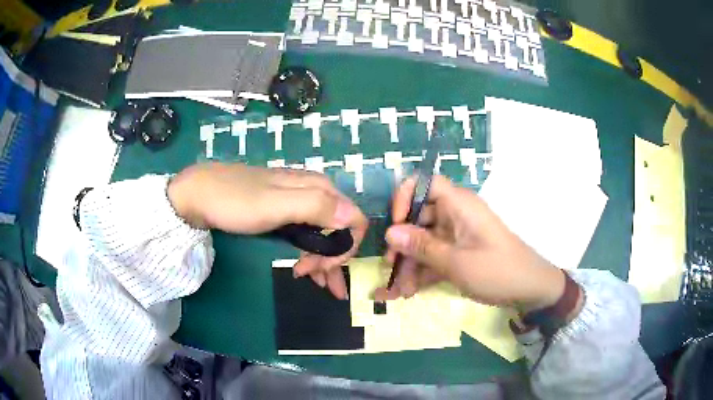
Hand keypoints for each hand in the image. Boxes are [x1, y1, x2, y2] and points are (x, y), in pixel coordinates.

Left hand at [167, 162, 367, 298]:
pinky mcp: (284, 213)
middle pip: (341, 229)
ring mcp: (298, 203)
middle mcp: (314, 193)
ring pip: (326, 234)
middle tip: (312, 279)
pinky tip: (306, 270)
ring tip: (315, 284)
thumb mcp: (274, 204)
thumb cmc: (235, 201)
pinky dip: (312, 255)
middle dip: (333, 259)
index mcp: (318, 188)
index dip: (345, 248)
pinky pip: (309, 235)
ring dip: (325, 261)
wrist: (199, 194)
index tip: (321, 268)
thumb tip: (354, 218)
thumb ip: (316, 207)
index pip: (353, 221)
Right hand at [375, 175, 565, 312]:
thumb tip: (389, 232)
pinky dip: (422, 273)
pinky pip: (434, 257)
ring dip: (409, 265)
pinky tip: (408, 292)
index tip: (395, 225)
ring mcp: (456, 235)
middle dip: (402, 244)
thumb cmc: (496, 270)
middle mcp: (455, 214)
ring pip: (424, 242)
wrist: (530, 289)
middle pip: (418, 218)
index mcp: (458, 204)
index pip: (425, 182)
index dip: (404, 197)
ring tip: (398, 292)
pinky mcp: (458, 253)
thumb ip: (421, 247)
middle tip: (390, 267)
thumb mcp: (456, 262)